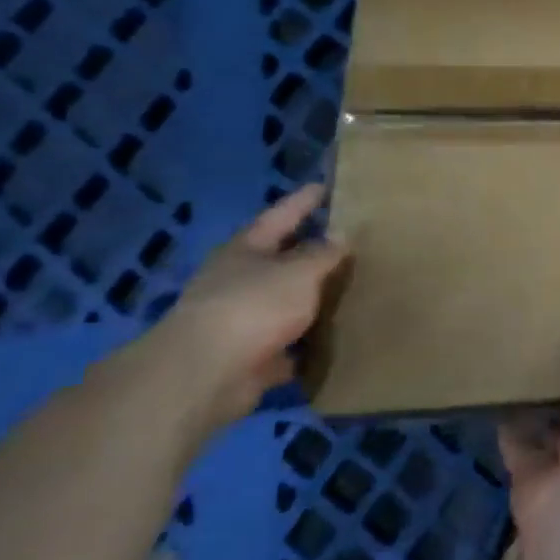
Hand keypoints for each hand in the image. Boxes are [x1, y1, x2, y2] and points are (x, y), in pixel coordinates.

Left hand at [103, 184, 349, 446]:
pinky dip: (308, 343)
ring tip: (353, 290)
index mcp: (246, 250)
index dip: (303, 201)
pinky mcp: (251, 356)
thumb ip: (324, 253)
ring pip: (286, 303)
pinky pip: (289, 344)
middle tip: (349, 242)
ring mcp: (242, 320)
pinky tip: (338, 338)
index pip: (280, 216)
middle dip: (311, 252)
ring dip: (312, 300)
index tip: (325, 186)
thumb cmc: (253, 306)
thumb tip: (343, 235)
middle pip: (281, 260)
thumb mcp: (299, 271)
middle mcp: (239, 280)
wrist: (206, 374)